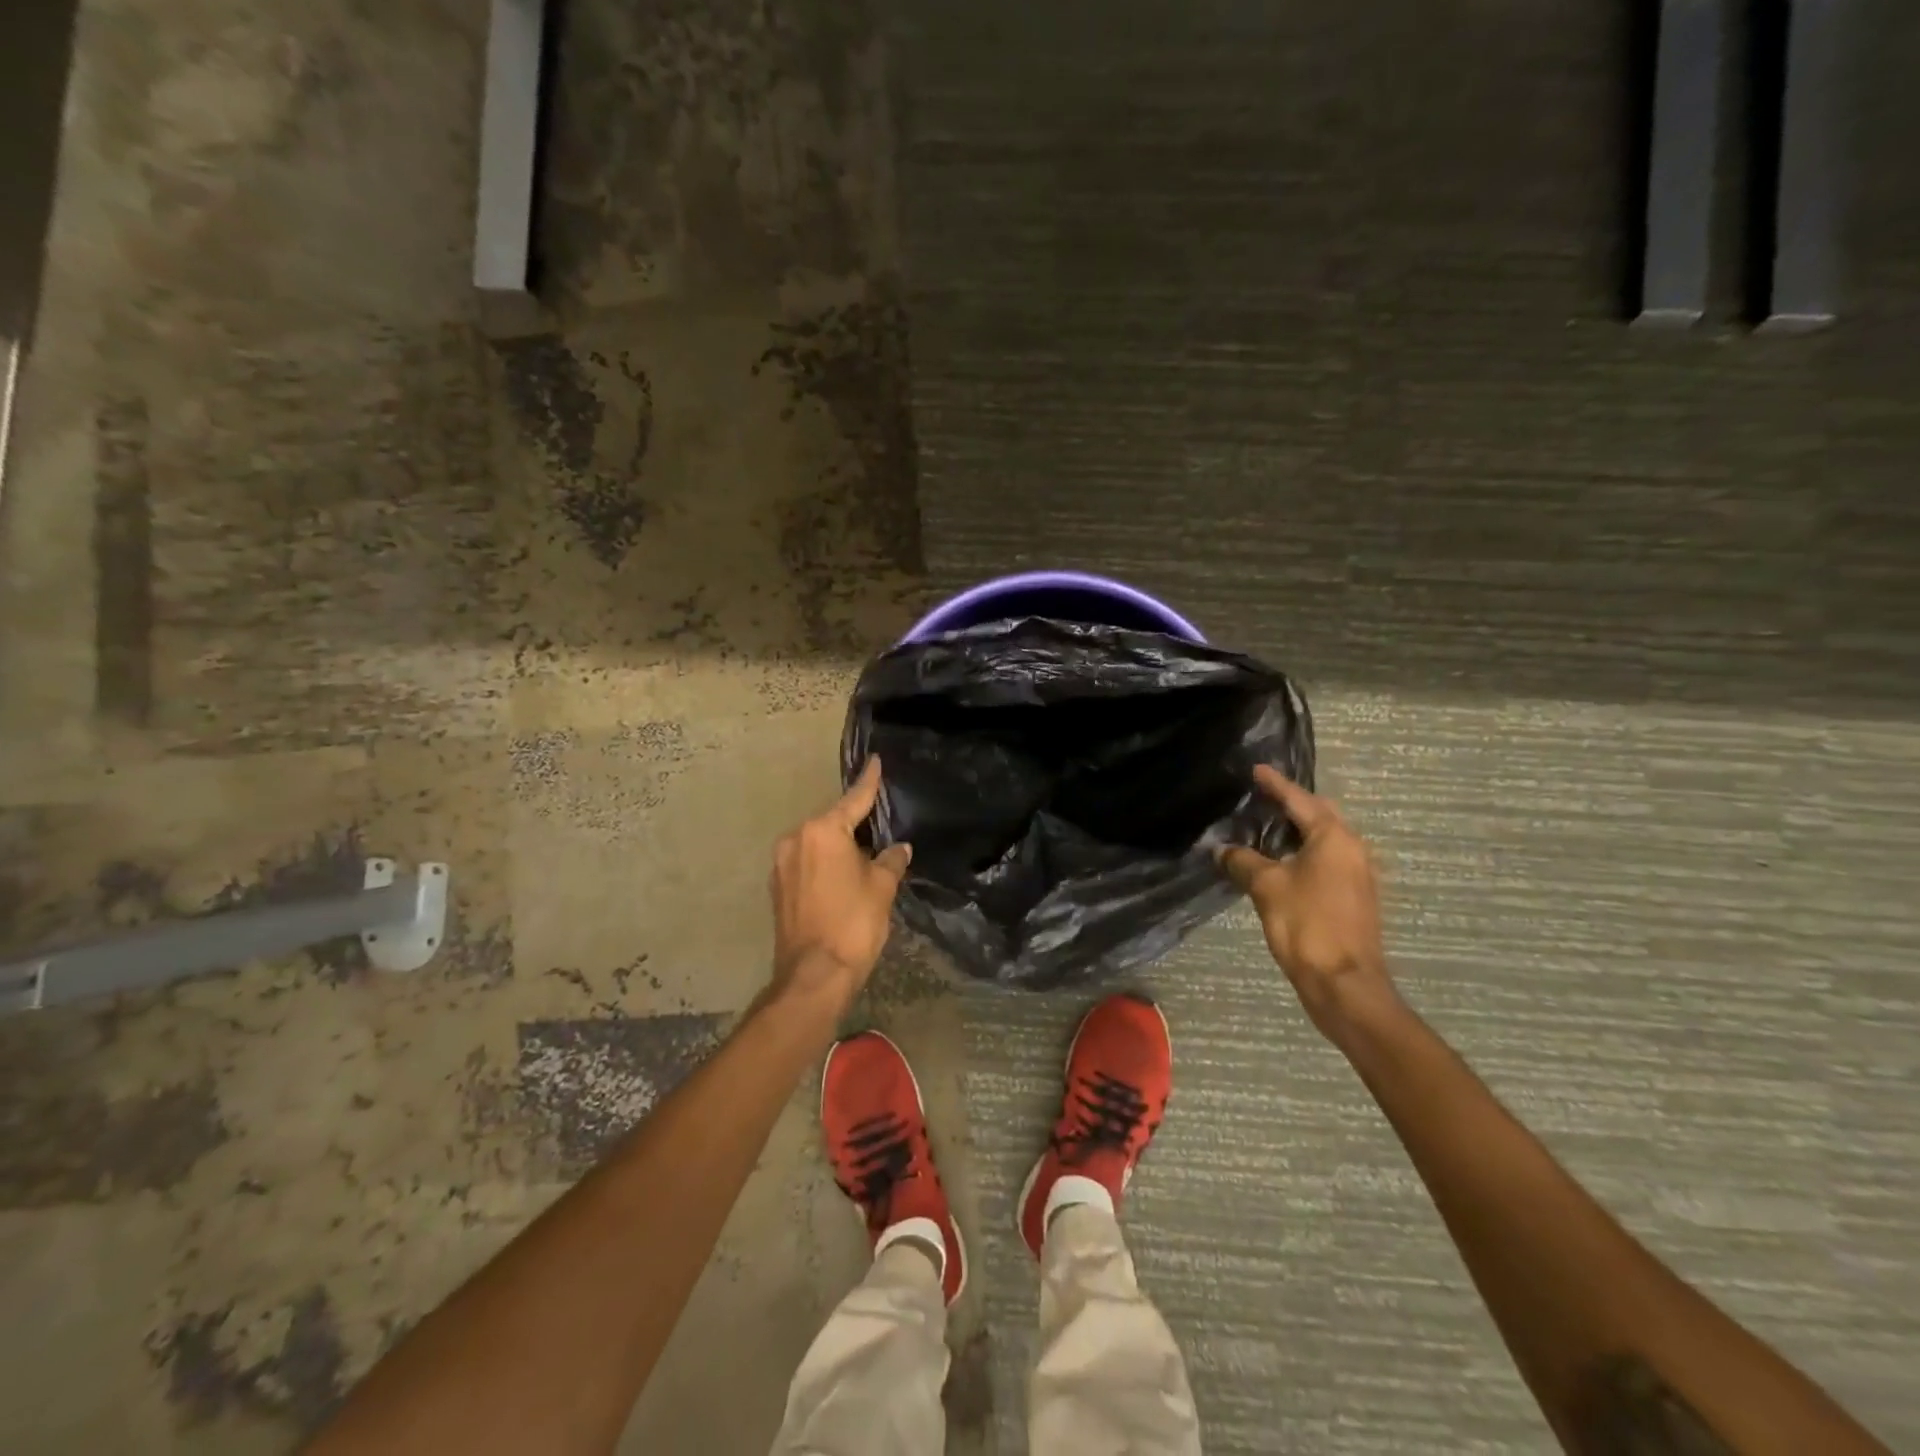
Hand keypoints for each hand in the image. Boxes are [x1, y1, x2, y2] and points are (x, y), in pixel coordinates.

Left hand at [768, 757, 912, 1007]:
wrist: (814, 975)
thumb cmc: (853, 923)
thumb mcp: (882, 888)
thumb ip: (891, 860)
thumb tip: (899, 849)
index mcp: (822, 831)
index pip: (854, 799)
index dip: (869, 782)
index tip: (875, 762)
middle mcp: (796, 839)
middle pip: (832, 822)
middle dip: (855, 824)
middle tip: (880, 825)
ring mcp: (782, 864)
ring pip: (817, 844)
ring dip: (839, 847)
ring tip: (864, 855)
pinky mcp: (777, 887)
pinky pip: (806, 863)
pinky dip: (825, 864)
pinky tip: (842, 877)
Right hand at [1219, 767, 1396, 1038]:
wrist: (1344, 983)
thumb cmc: (1306, 925)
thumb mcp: (1265, 887)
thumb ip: (1242, 861)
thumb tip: (1221, 849)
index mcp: (1334, 837)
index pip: (1299, 800)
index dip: (1275, 784)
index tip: (1256, 770)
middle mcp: (1353, 849)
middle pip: (1320, 815)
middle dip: (1292, 804)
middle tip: (1262, 797)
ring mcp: (1358, 874)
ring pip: (1325, 840)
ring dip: (1298, 831)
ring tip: (1266, 827)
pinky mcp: (1355, 897)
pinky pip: (1327, 861)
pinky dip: (1304, 853)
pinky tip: (1281, 862)